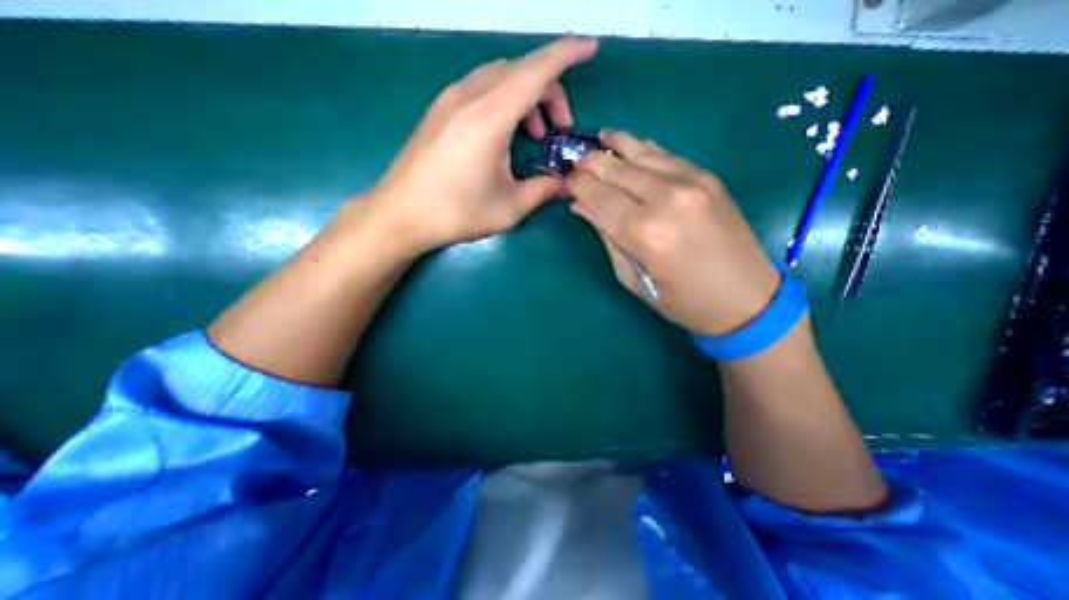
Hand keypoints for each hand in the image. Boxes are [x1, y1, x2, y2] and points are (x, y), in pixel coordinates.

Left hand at [365, 36, 600, 252]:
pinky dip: (504, 100)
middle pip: (520, 70)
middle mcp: (469, 96)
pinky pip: (482, 87)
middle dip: (550, 90)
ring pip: (500, 76)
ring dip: (526, 96)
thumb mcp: (509, 208)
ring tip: (535, 134)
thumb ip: (543, 190)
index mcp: (490, 117)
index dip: (567, 55)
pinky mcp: (440, 109)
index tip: (590, 48)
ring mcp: (450, 99)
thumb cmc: (456, 213)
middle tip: (559, 128)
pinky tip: (506, 133)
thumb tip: (566, 184)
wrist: (401, 214)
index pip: (536, 71)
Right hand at [571, 129, 783, 337]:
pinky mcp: (707, 177)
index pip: (598, 195)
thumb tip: (581, 206)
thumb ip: (606, 237)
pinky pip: (666, 154)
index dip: (578, 185)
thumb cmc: (680, 299)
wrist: (744, 297)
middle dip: (591, 163)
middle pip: (616, 168)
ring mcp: (691, 182)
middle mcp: (665, 198)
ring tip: (599, 140)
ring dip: (615, 146)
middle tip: (576, 163)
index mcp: (644, 231)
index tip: (567, 182)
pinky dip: (643, 149)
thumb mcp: (632, 277)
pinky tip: (630, 147)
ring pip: (641, 152)